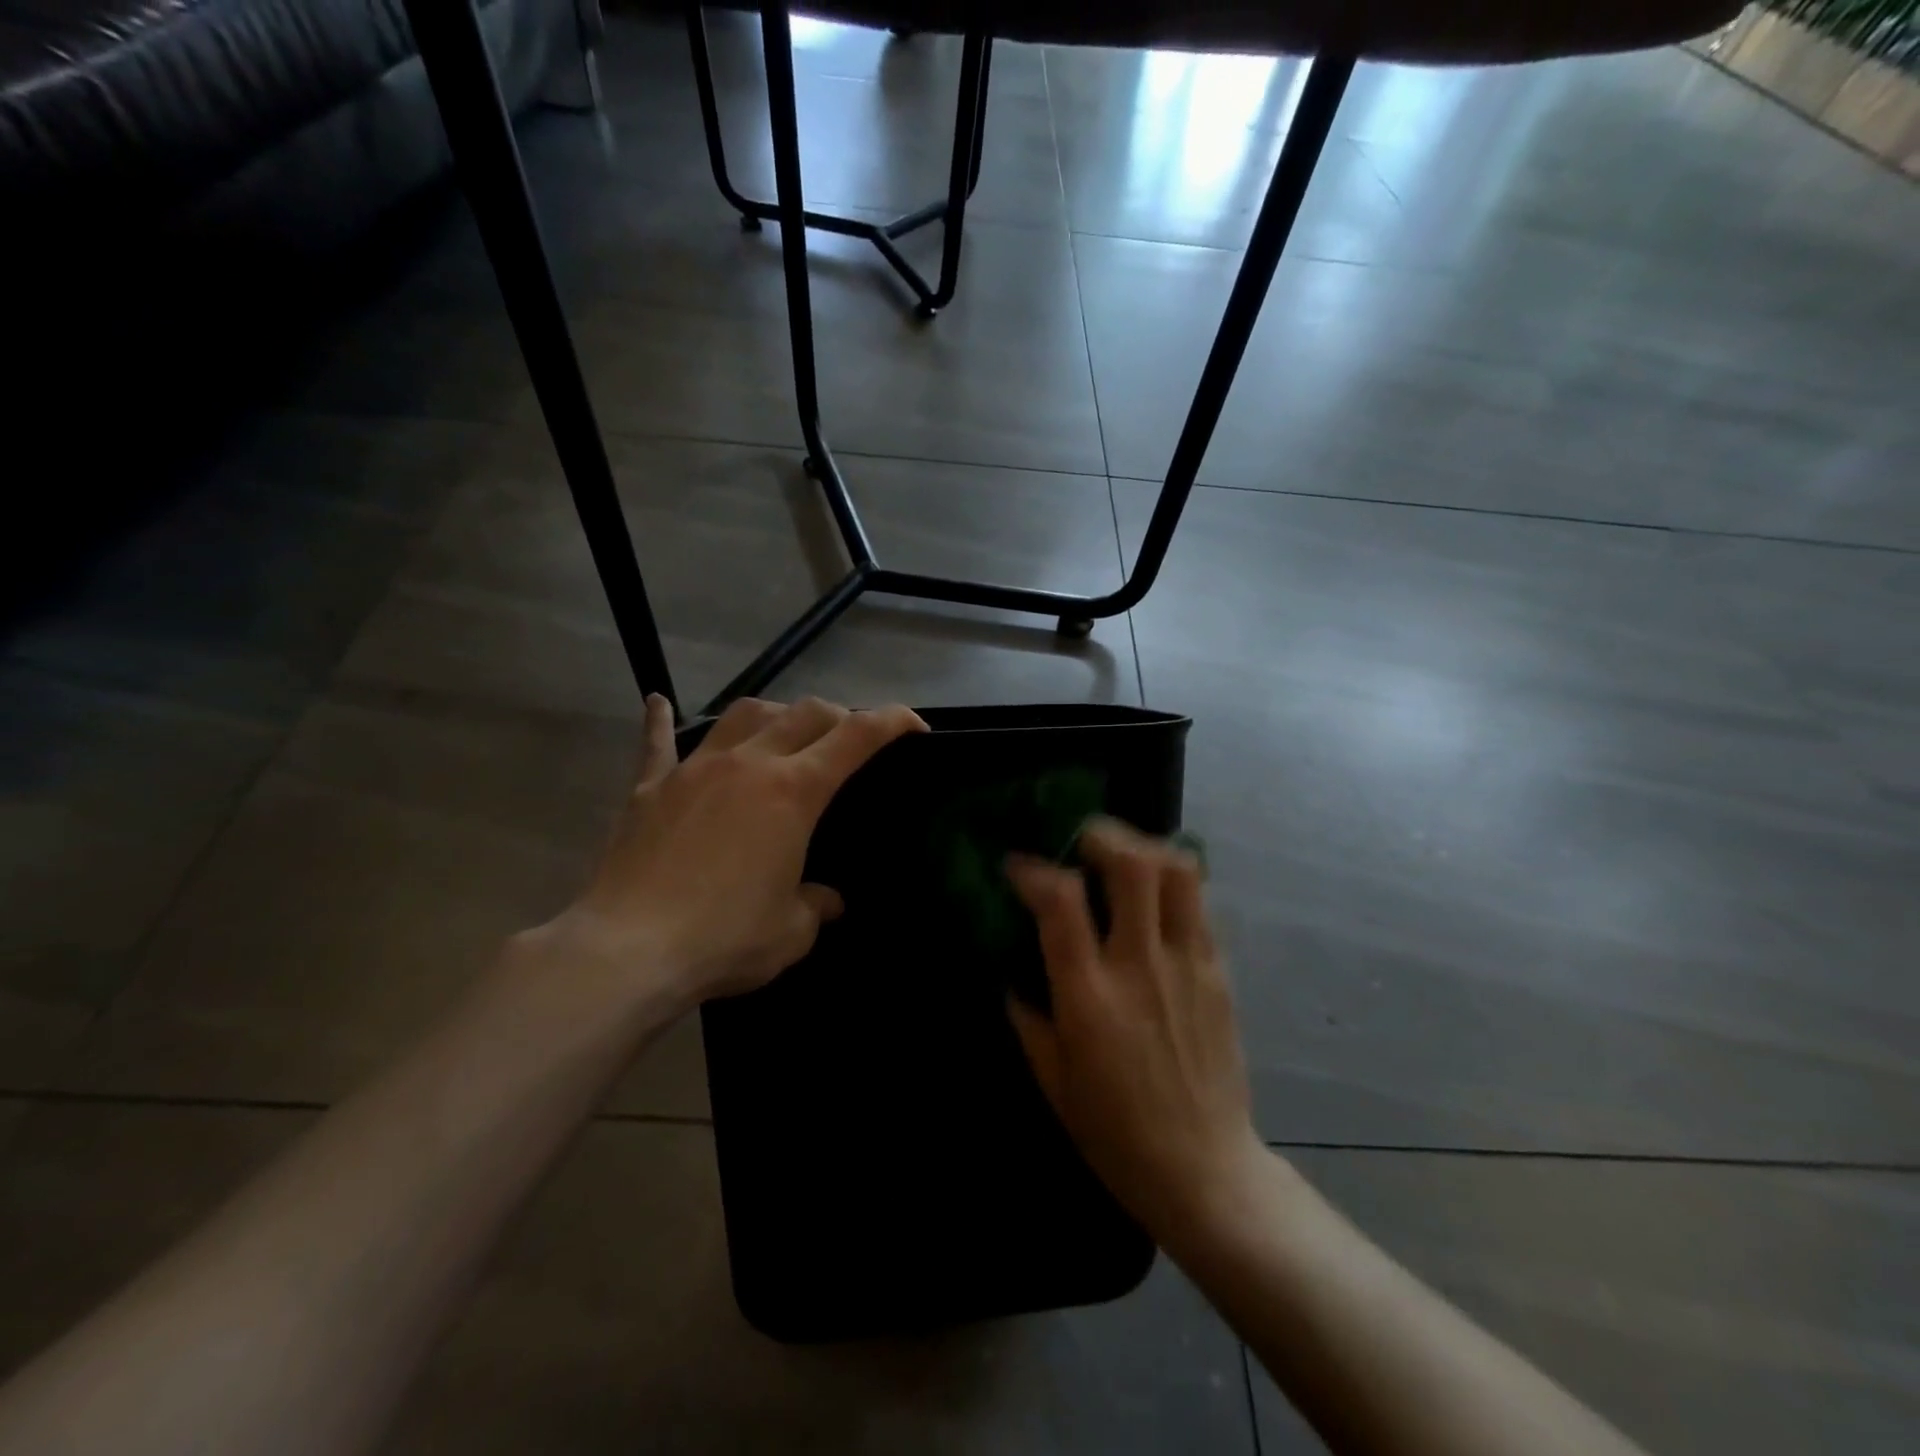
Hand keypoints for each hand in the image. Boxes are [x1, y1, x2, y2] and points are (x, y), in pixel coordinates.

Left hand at [535, 694, 925, 1007]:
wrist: (628, 951)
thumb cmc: (725, 938)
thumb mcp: (792, 931)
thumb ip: (817, 905)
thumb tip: (827, 899)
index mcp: (793, 791)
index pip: (857, 736)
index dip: (892, 721)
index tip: (915, 727)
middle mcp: (748, 764)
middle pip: (804, 713)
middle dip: (838, 716)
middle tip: (848, 740)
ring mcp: (695, 770)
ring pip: (743, 715)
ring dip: (772, 714)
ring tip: (781, 731)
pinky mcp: (650, 788)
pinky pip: (657, 743)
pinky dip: (661, 722)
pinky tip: (658, 703)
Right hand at [1007, 819, 1264, 1249]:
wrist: (1205, 1172)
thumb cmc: (1115, 1133)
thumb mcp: (1053, 1080)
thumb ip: (1028, 1016)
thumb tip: (1013, 971)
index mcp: (1090, 997)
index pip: (1061, 901)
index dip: (1034, 870)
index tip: (1018, 866)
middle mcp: (1141, 967)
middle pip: (1133, 865)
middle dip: (1102, 836)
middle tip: (1081, 842)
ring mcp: (1188, 965)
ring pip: (1178, 872)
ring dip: (1145, 849)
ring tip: (1122, 858)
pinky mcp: (1219, 972)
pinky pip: (1198, 906)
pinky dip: (1171, 885)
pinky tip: (1153, 901)